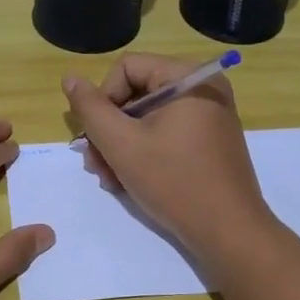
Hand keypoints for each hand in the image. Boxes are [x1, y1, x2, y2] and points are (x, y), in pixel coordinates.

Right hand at [63, 54, 274, 262]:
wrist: (229, 232)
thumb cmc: (174, 182)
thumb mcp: (122, 144)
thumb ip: (91, 109)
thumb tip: (70, 78)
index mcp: (189, 77)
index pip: (127, 67)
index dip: (103, 99)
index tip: (96, 137)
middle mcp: (203, 89)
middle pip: (136, 93)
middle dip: (109, 130)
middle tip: (95, 165)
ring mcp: (209, 116)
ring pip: (148, 118)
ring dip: (120, 146)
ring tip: (109, 179)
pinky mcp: (210, 141)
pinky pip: (166, 134)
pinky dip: (144, 153)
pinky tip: (128, 181)